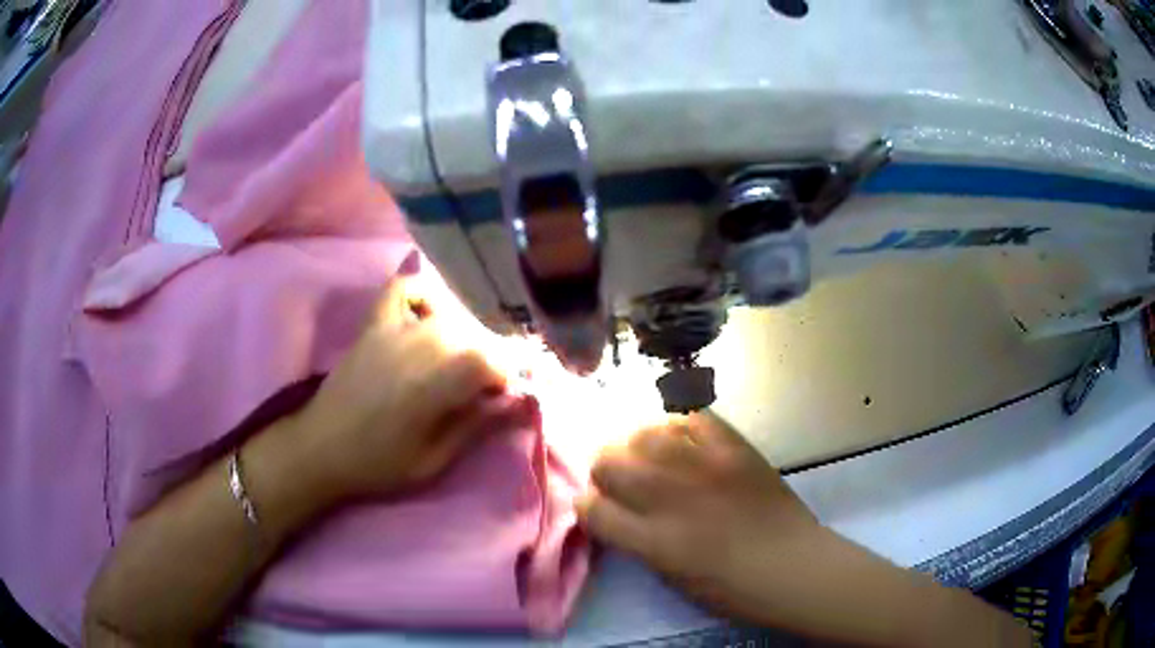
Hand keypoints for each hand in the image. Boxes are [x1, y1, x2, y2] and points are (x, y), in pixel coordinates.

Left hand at [294, 275, 523, 500]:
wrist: (321, 448)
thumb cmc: (378, 464)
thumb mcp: (434, 461)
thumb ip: (476, 426)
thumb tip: (516, 403)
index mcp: (432, 386)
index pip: (491, 362)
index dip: (509, 376)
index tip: (508, 396)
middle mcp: (417, 347)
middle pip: (473, 338)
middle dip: (489, 361)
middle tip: (485, 388)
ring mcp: (393, 329)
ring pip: (447, 318)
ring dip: (464, 338)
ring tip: (460, 364)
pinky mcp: (373, 324)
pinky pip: (402, 290)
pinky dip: (422, 295)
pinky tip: (430, 316)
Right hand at [576, 412, 835, 624]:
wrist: (793, 565)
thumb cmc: (731, 588)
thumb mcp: (671, 578)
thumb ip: (638, 541)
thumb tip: (617, 512)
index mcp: (652, 541)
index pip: (593, 508)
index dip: (588, 506)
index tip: (597, 507)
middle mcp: (670, 497)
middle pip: (609, 462)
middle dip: (605, 472)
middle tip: (622, 481)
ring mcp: (704, 466)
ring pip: (644, 432)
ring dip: (637, 445)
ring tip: (651, 457)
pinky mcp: (734, 447)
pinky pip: (692, 417)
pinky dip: (679, 426)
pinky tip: (682, 440)